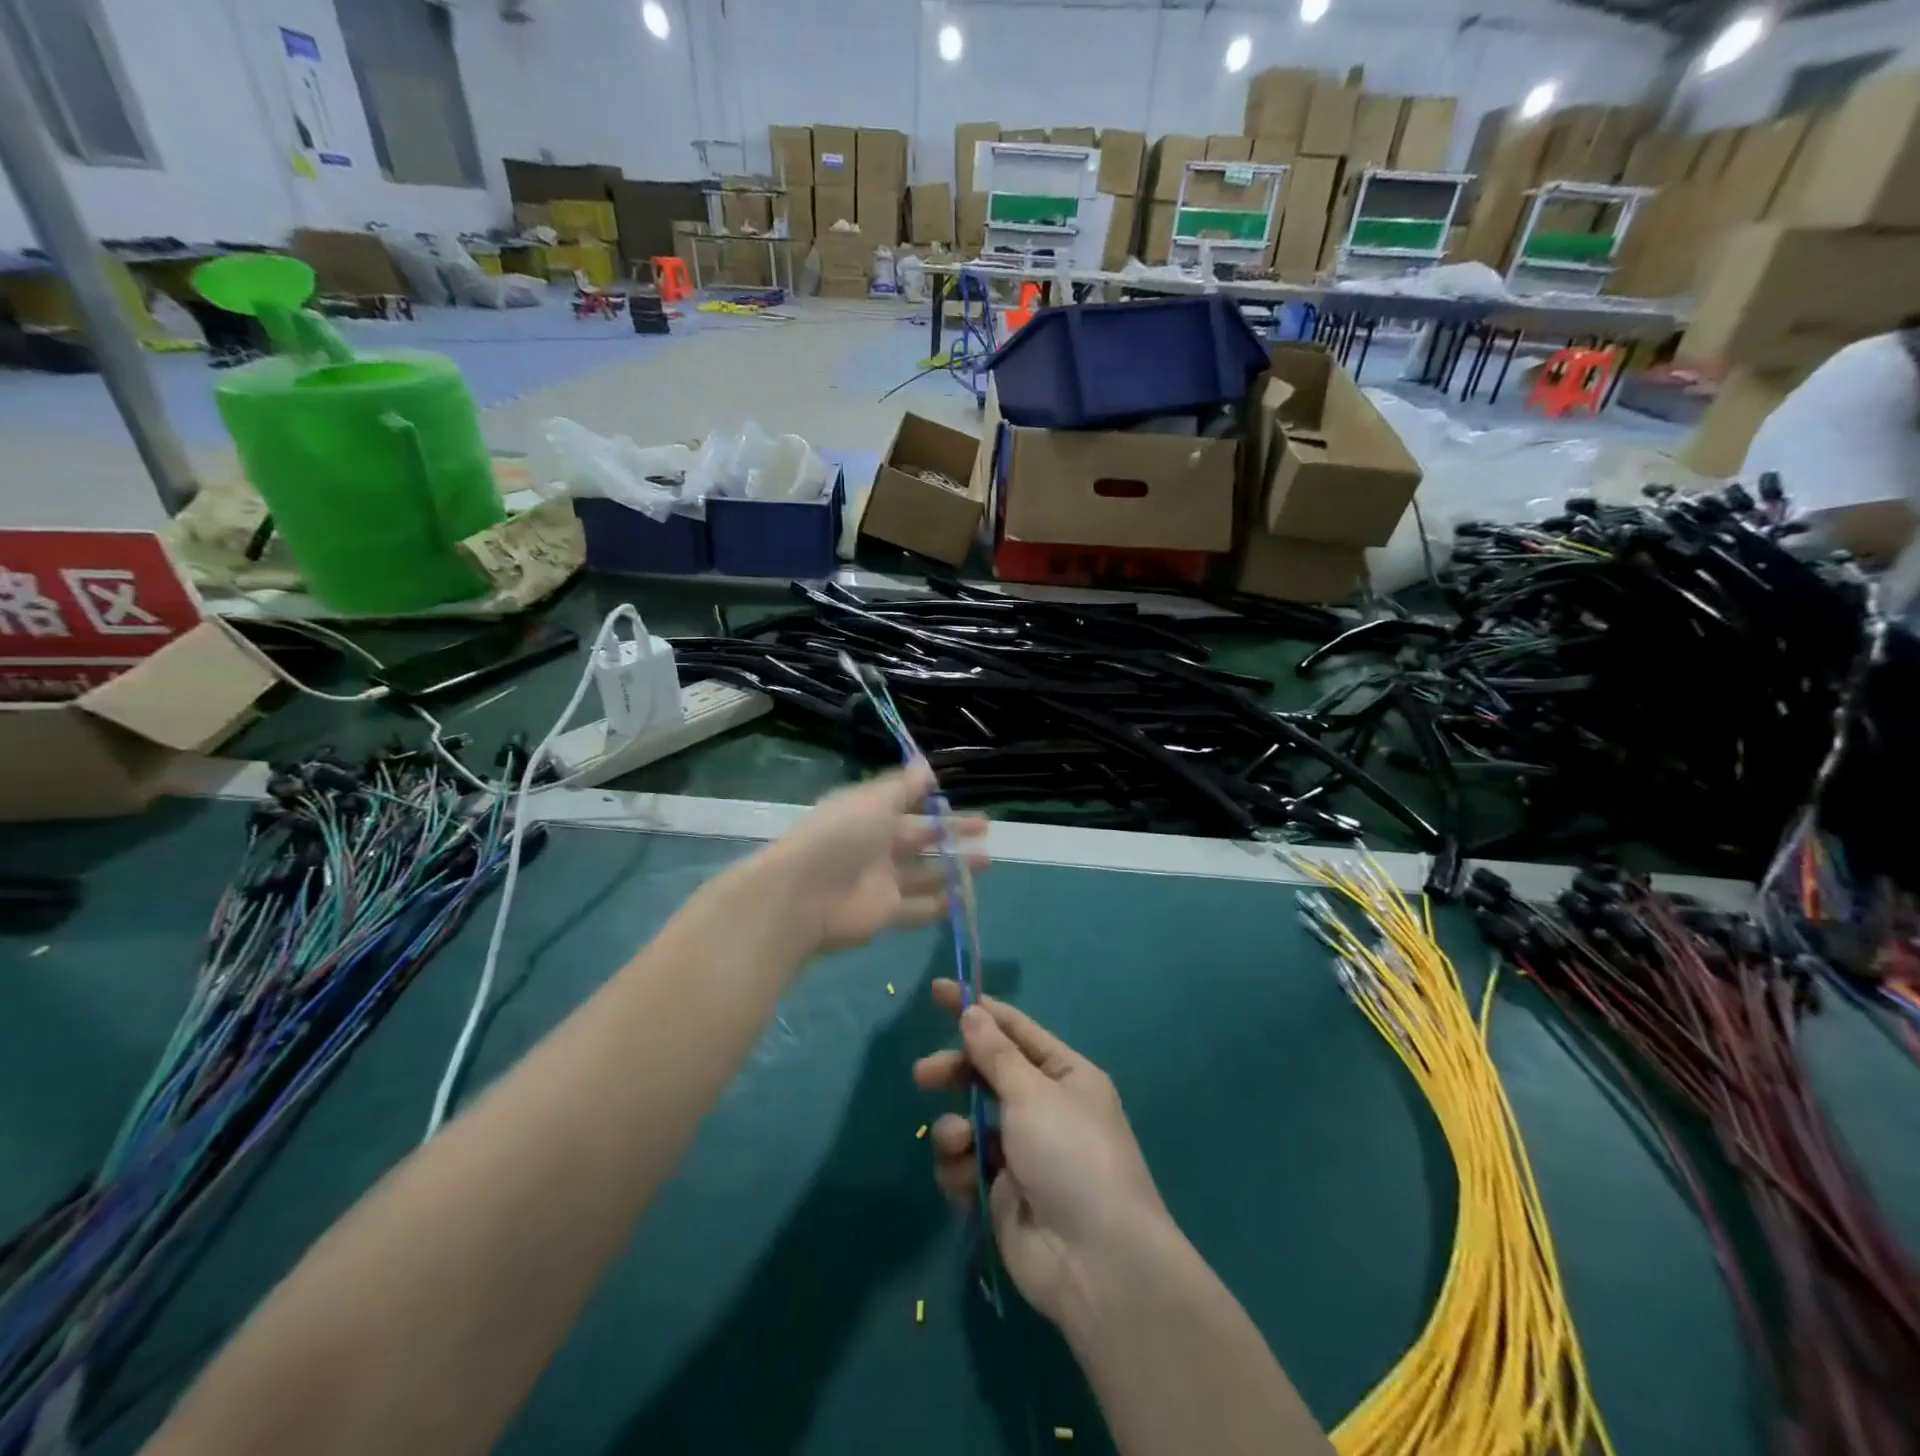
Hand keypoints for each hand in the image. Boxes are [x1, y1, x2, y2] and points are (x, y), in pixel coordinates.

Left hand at [749, 763, 987, 958]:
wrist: (804, 896)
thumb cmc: (840, 837)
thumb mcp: (873, 801)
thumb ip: (904, 786)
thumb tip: (927, 765)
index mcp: (869, 813)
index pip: (906, 804)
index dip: (933, 802)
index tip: (956, 797)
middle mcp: (876, 844)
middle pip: (921, 837)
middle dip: (952, 834)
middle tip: (986, 830)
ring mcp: (881, 880)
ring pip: (925, 872)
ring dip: (954, 867)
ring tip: (987, 862)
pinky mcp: (885, 912)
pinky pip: (919, 907)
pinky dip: (942, 903)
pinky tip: (966, 897)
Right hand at [913, 982, 1174, 1327]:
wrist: (1097, 1263)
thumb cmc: (1071, 1156)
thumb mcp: (1032, 1093)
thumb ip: (995, 1054)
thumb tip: (972, 1013)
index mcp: (1064, 1075)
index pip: (1015, 1030)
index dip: (978, 1010)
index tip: (938, 992)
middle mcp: (1044, 1108)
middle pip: (987, 1075)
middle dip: (956, 1073)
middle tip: (924, 1074)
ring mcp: (1022, 1153)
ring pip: (970, 1121)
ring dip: (956, 1128)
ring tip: (959, 1143)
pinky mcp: (1001, 1193)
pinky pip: (966, 1165)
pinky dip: (960, 1167)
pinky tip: (967, 1178)